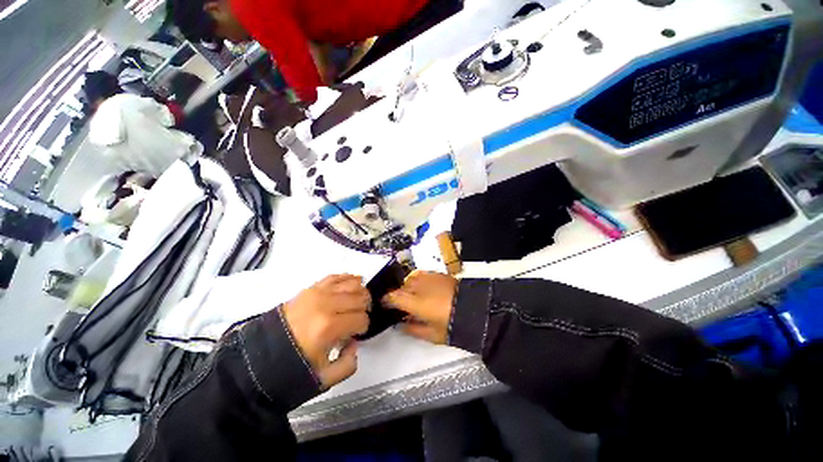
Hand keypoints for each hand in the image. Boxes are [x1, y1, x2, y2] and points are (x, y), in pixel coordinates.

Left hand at [282, 274, 369, 387]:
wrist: (258, 356)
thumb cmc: (292, 368)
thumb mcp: (324, 378)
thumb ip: (349, 364)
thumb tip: (354, 343)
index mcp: (329, 328)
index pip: (362, 318)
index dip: (363, 327)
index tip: (356, 334)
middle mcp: (326, 305)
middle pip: (361, 298)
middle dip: (365, 309)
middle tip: (358, 318)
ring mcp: (318, 293)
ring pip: (353, 283)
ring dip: (360, 293)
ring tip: (356, 303)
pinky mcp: (310, 288)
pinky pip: (336, 276)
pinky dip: (348, 279)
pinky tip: (350, 287)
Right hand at [383, 271, 457, 343]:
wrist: (474, 309)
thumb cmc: (451, 325)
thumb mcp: (431, 335)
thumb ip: (412, 329)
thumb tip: (401, 325)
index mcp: (415, 302)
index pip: (393, 297)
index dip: (386, 300)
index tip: (384, 304)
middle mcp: (419, 286)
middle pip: (401, 287)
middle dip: (399, 295)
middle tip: (401, 305)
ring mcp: (428, 278)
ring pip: (411, 279)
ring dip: (408, 287)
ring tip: (413, 296)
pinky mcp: (437, 274)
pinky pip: (422, 275)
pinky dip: (419, 281)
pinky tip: (424, 288)